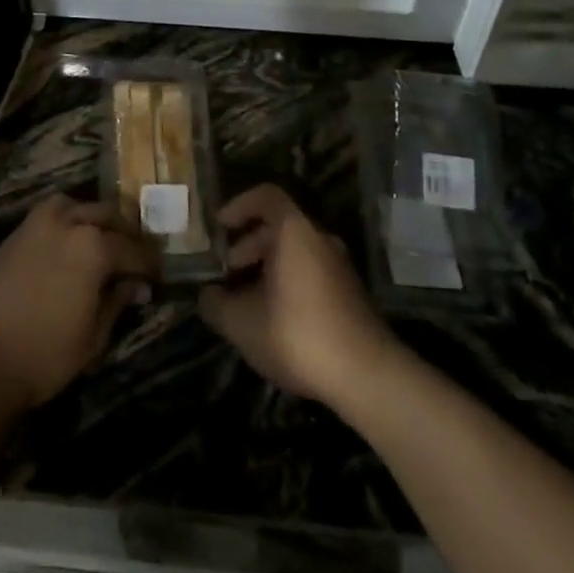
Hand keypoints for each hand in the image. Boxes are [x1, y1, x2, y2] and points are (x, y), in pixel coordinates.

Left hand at [0, 196, 158, 415]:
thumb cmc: (44, 354)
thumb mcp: (93, 336)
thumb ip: (117, 302)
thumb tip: (136, 286)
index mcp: (94, 246)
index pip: (134, 249)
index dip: (149, 264)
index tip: (157, 276)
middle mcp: (67, 223)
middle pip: (107, 215)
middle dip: (125, 233)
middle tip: (135, 255)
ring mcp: (36, 225)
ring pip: (75, 206)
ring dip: (93, 219)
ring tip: (101, 241)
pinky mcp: (14, 235)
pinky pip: (49, 216)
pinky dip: (65, 222)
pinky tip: (68, 245)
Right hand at [199, 184, 392, 405]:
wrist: (367, 376)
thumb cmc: (297, 335)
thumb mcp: (241, 323)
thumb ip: (215, 304)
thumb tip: (206, 294)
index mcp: (294, 232)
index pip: (266, 196)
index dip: (239, 205)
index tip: (220, 227)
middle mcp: (320, 239)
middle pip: (279, 225)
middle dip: (248, 243)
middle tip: (227, 269)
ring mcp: (339, 266)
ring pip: (296, 251)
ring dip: (267, 265)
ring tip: (245, 298)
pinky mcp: (349, 293)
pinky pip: (310, 271)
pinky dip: (287, 281)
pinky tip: (273, 317)